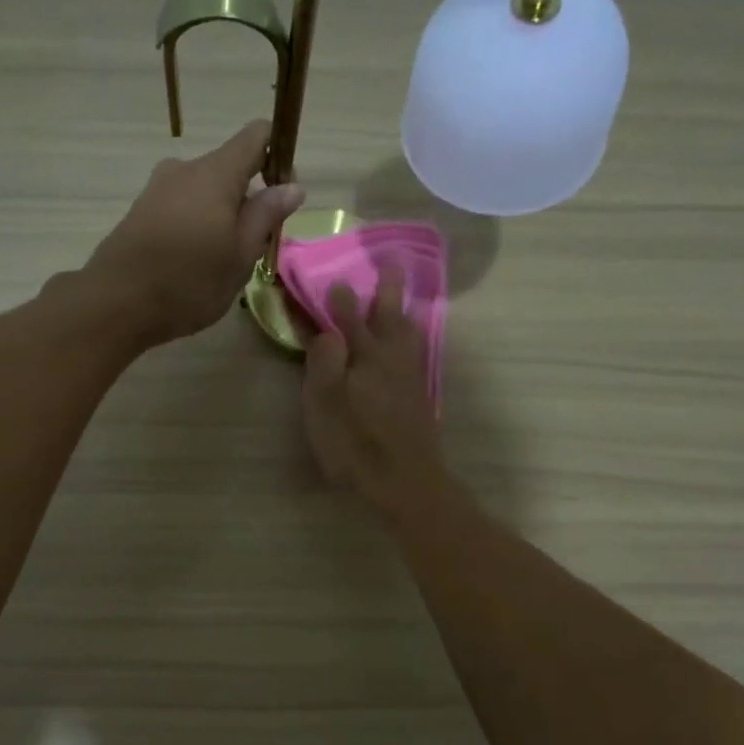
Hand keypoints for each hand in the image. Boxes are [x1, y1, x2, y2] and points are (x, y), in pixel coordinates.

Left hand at [86, 120, 304, 345]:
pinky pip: (181, 206)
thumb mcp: (240, 256)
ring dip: (221, 215)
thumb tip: (292, 186)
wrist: (115, 304)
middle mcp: (184, 169)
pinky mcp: (140, 210)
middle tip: (254, 246)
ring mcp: (157, 188)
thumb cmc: (189, 282)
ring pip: (204, 191)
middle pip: (230, 168)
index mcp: (215, 174)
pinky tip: (193, 263)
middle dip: (249, 199)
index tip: (283, 192)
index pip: (256, 136)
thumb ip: (266, 216)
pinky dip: (196, 224)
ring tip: (222, 261)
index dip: (278, 155)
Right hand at [303, 268, 444, 516]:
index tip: (331, 279)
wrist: (405, 481)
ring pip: (407, 332)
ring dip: (402, 311)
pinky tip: (410, 342)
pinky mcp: (418, 396)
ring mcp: (409, 377)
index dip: (337, 300)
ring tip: (401, 296)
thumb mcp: (325, 405)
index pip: (346, 319)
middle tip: (392, 263)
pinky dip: (412, 337)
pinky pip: (416, 351)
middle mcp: (390, 359)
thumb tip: (327, 330)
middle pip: (388, 316)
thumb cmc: (356, 444)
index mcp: (364, 356)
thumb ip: (324, 362)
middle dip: (387, 290)